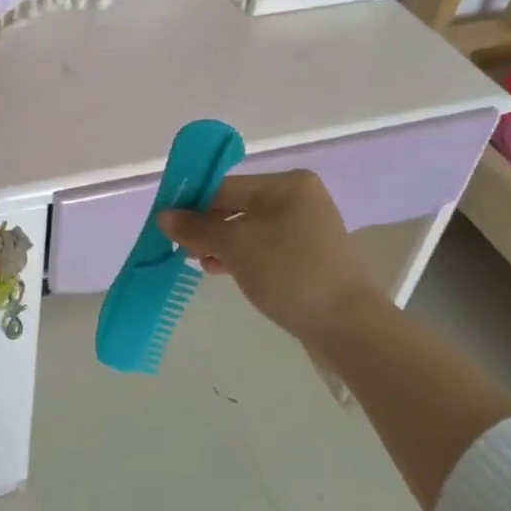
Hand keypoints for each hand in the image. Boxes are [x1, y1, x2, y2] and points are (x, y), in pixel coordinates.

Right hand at [157, 170, 372, 346]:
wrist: (346, 326)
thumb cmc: (288, 273)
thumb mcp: (236, 247)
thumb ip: (197, 229)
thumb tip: (163, 216)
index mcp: (287, 184)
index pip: (226, 187)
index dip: (193, 204)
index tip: (166, 225)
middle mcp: (299, 198)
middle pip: (237, 206)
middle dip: (207, 227)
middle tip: (181, 249)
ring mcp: (307, 228)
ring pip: (249, 229)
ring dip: (222, 244)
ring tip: (199, 263)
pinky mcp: (309, 256)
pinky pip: (265, 247)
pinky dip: (242, 256)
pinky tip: (221, 270)